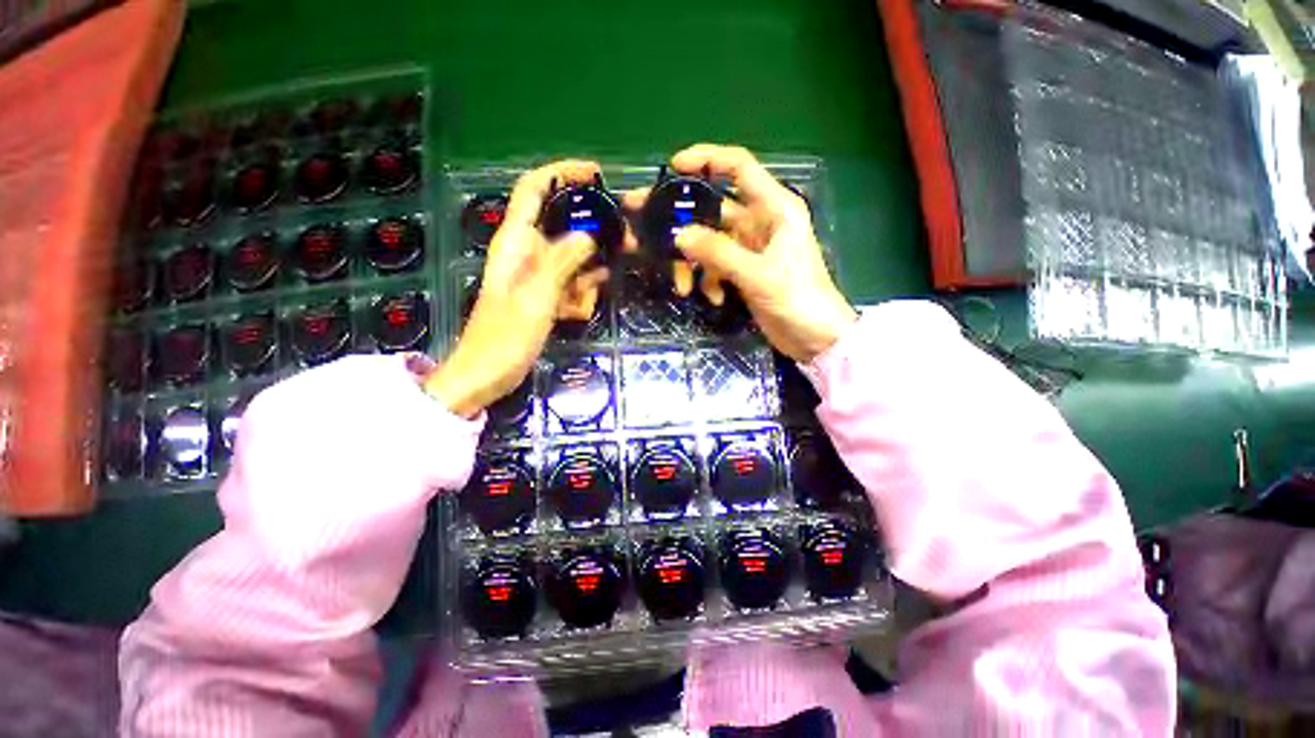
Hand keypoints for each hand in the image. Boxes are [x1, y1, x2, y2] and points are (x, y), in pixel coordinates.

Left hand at [425, 161, 608, 416]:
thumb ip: (562, 262)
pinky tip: (584, 302)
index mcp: (515, 241)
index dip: (562, 174)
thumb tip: (588, 235)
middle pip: (562, 224)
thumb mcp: (536, 296)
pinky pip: (570, 282)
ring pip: (572, 256)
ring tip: (599, 281)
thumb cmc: (505, 337)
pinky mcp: (544, 295)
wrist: (487, 375)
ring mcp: (536, 275)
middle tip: (623, 238)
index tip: (596, 175)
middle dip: (591, 230)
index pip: (534, 189)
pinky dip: (581, 289)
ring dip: (589, 268)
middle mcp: (526, 251)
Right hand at [631, 144, 856, 361]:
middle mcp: (761, 221)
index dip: (706, 159)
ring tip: (682, 287)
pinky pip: (716, 266)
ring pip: (709, 242)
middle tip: (643, 224)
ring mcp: (751, 248)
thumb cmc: (798, 299)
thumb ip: (718, 252)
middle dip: (681, 218)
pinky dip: (709, 281)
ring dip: (692, 263)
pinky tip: (714, 298)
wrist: (815, 338)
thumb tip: (678, 235)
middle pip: (713, 208)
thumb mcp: (757, 274)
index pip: (738, 166)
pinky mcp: (745, 271)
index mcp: (774, 208)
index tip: (672, 167)